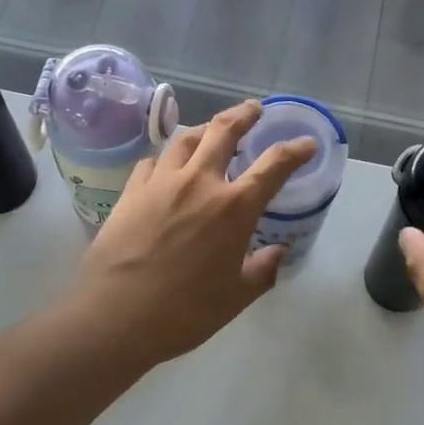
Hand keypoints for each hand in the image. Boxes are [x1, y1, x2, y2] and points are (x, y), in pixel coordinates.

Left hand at [67, 100, 315, 372]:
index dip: (295, 150)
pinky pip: (153, 162)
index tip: (307, 143)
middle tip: (254, 108)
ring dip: (204, 129)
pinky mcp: (130, 192)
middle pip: (224, 131)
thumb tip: (277, 252)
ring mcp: (161, 183)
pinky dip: (167, 158)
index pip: (274, 166)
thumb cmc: (184, 312)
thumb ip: (262, 270)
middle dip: (244, 114)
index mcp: (234, 208)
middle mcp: (199, 182)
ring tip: (211, 130)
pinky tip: (167, 167)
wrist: (115, 316)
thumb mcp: (236, 298)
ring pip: (185, 139)